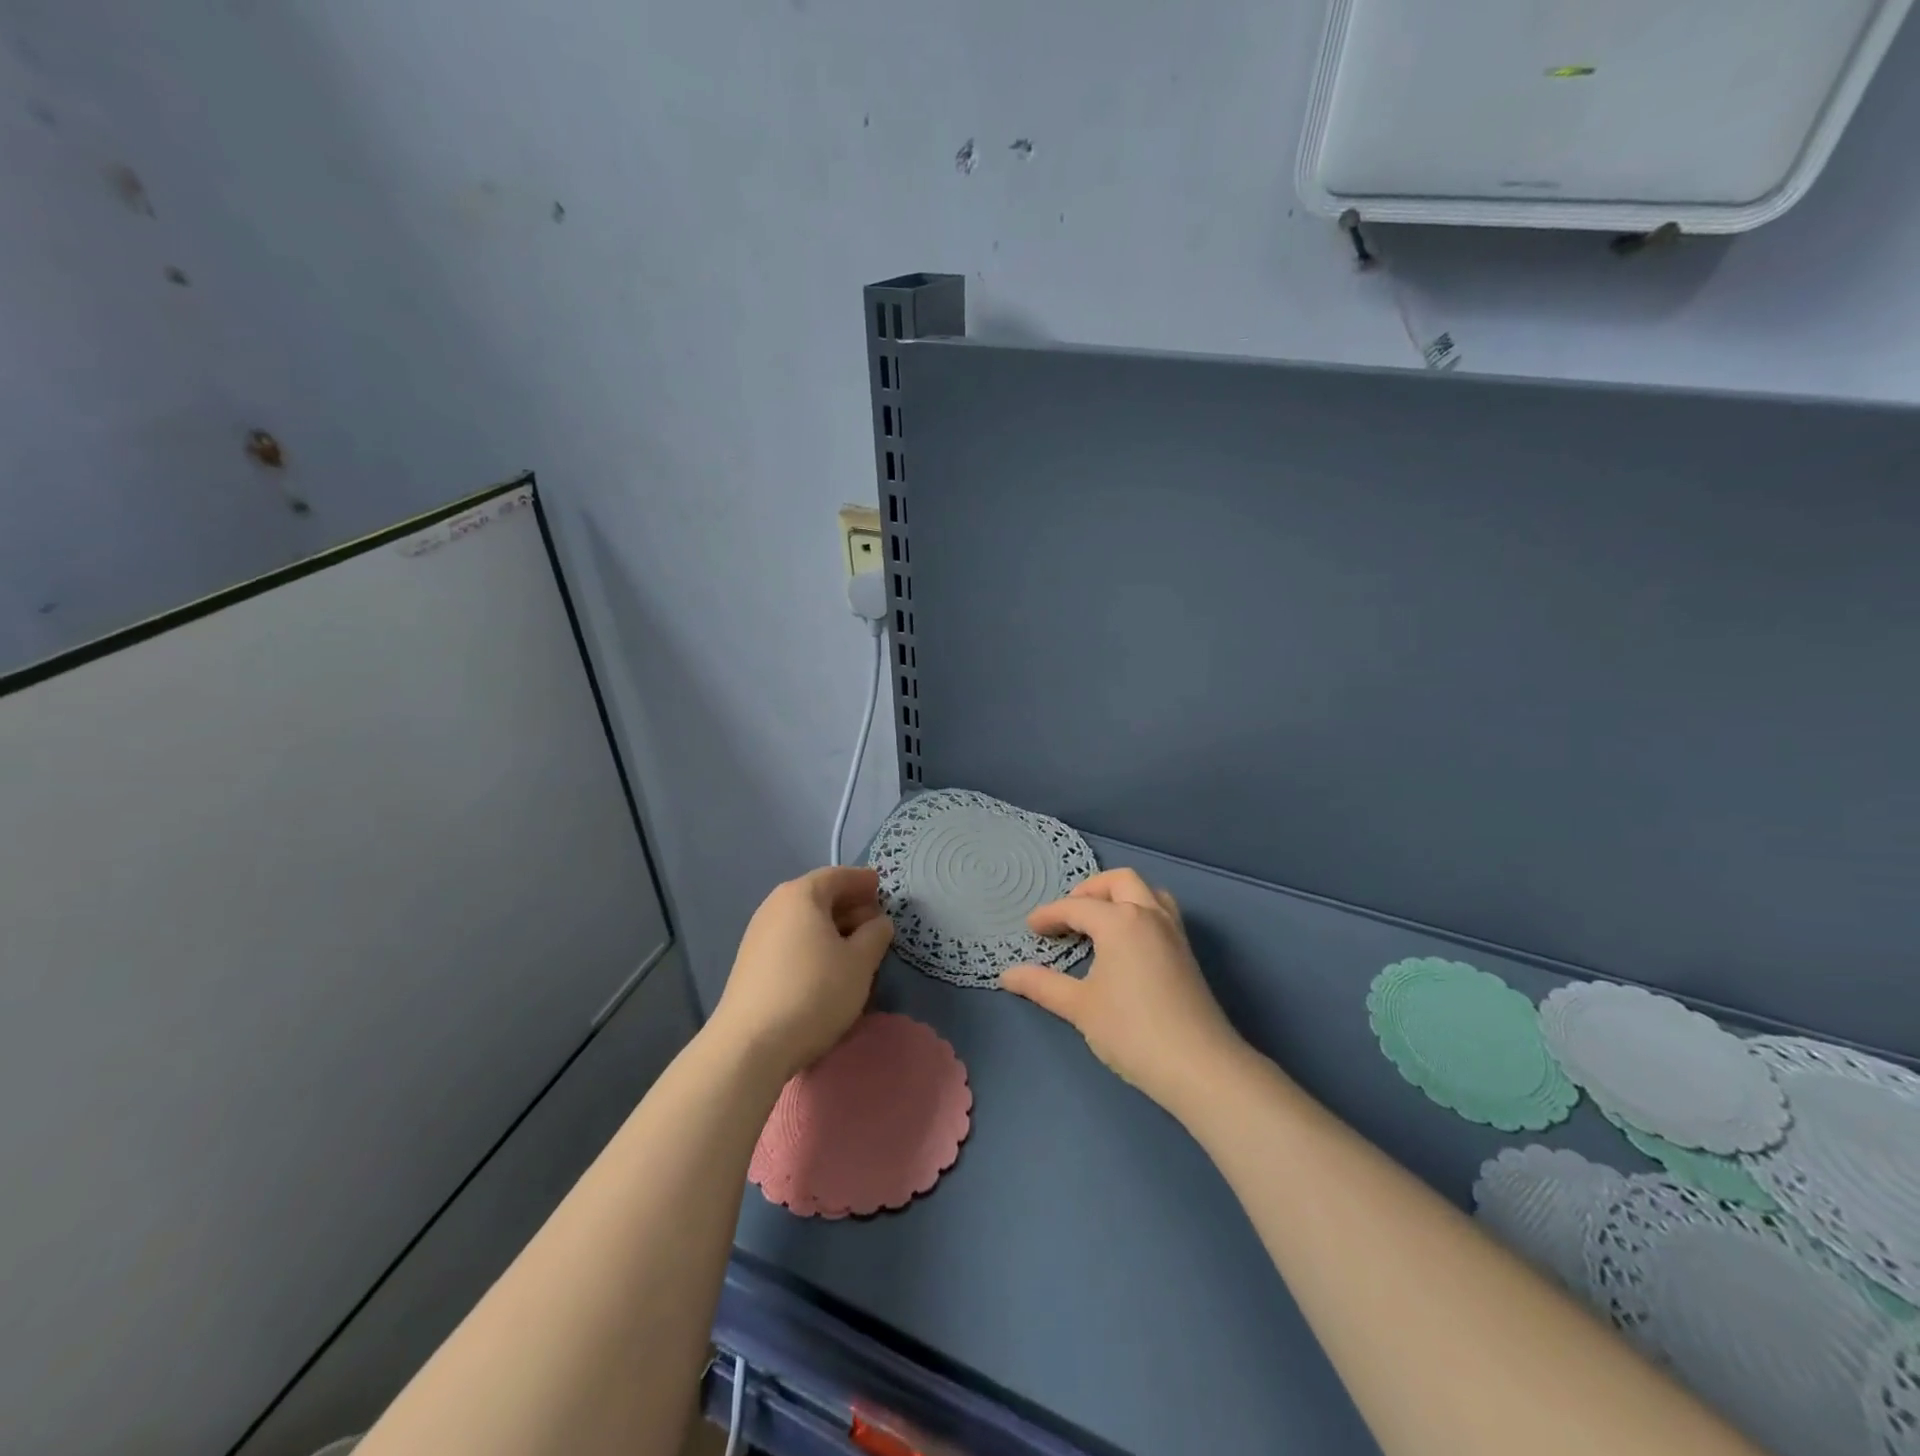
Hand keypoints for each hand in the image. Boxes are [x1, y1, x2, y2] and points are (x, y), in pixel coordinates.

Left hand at [709, 866, 893, 1082]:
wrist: (751, 1044)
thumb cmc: (814, 991)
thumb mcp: (860, 962)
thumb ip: (875, 935)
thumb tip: (878, 922)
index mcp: (801, 895)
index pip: (838, 876)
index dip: (862, 881)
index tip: (882, 888)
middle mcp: (775, 906)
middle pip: (819, 897)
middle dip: (849, 906)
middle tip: (875, 922)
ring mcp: (758, 935)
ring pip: (804, 921)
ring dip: (832, 928)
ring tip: (857, 948)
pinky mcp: (751, 964)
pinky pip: (791, 941)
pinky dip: (814, 945)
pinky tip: (828, 967)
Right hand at [999, 868, 1244, 1111]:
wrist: (1199, 1065)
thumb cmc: (1132, 1031)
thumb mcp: (1080, 1007)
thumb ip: (1042, 985)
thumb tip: (1007, 974)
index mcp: (1120, 921)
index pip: (1076, 907)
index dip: (1049, 915)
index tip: (1030, 928)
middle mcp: (1149, 914)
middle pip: (1118, 881)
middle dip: (1089, 890)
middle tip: (1067, 915)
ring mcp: (1173, 931)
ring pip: (1147, 891)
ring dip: (1120, 895)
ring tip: (1099, 920)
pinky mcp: (1187, 952)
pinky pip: (1161, 911)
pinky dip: (1139, 910)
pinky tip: (1127, 941)